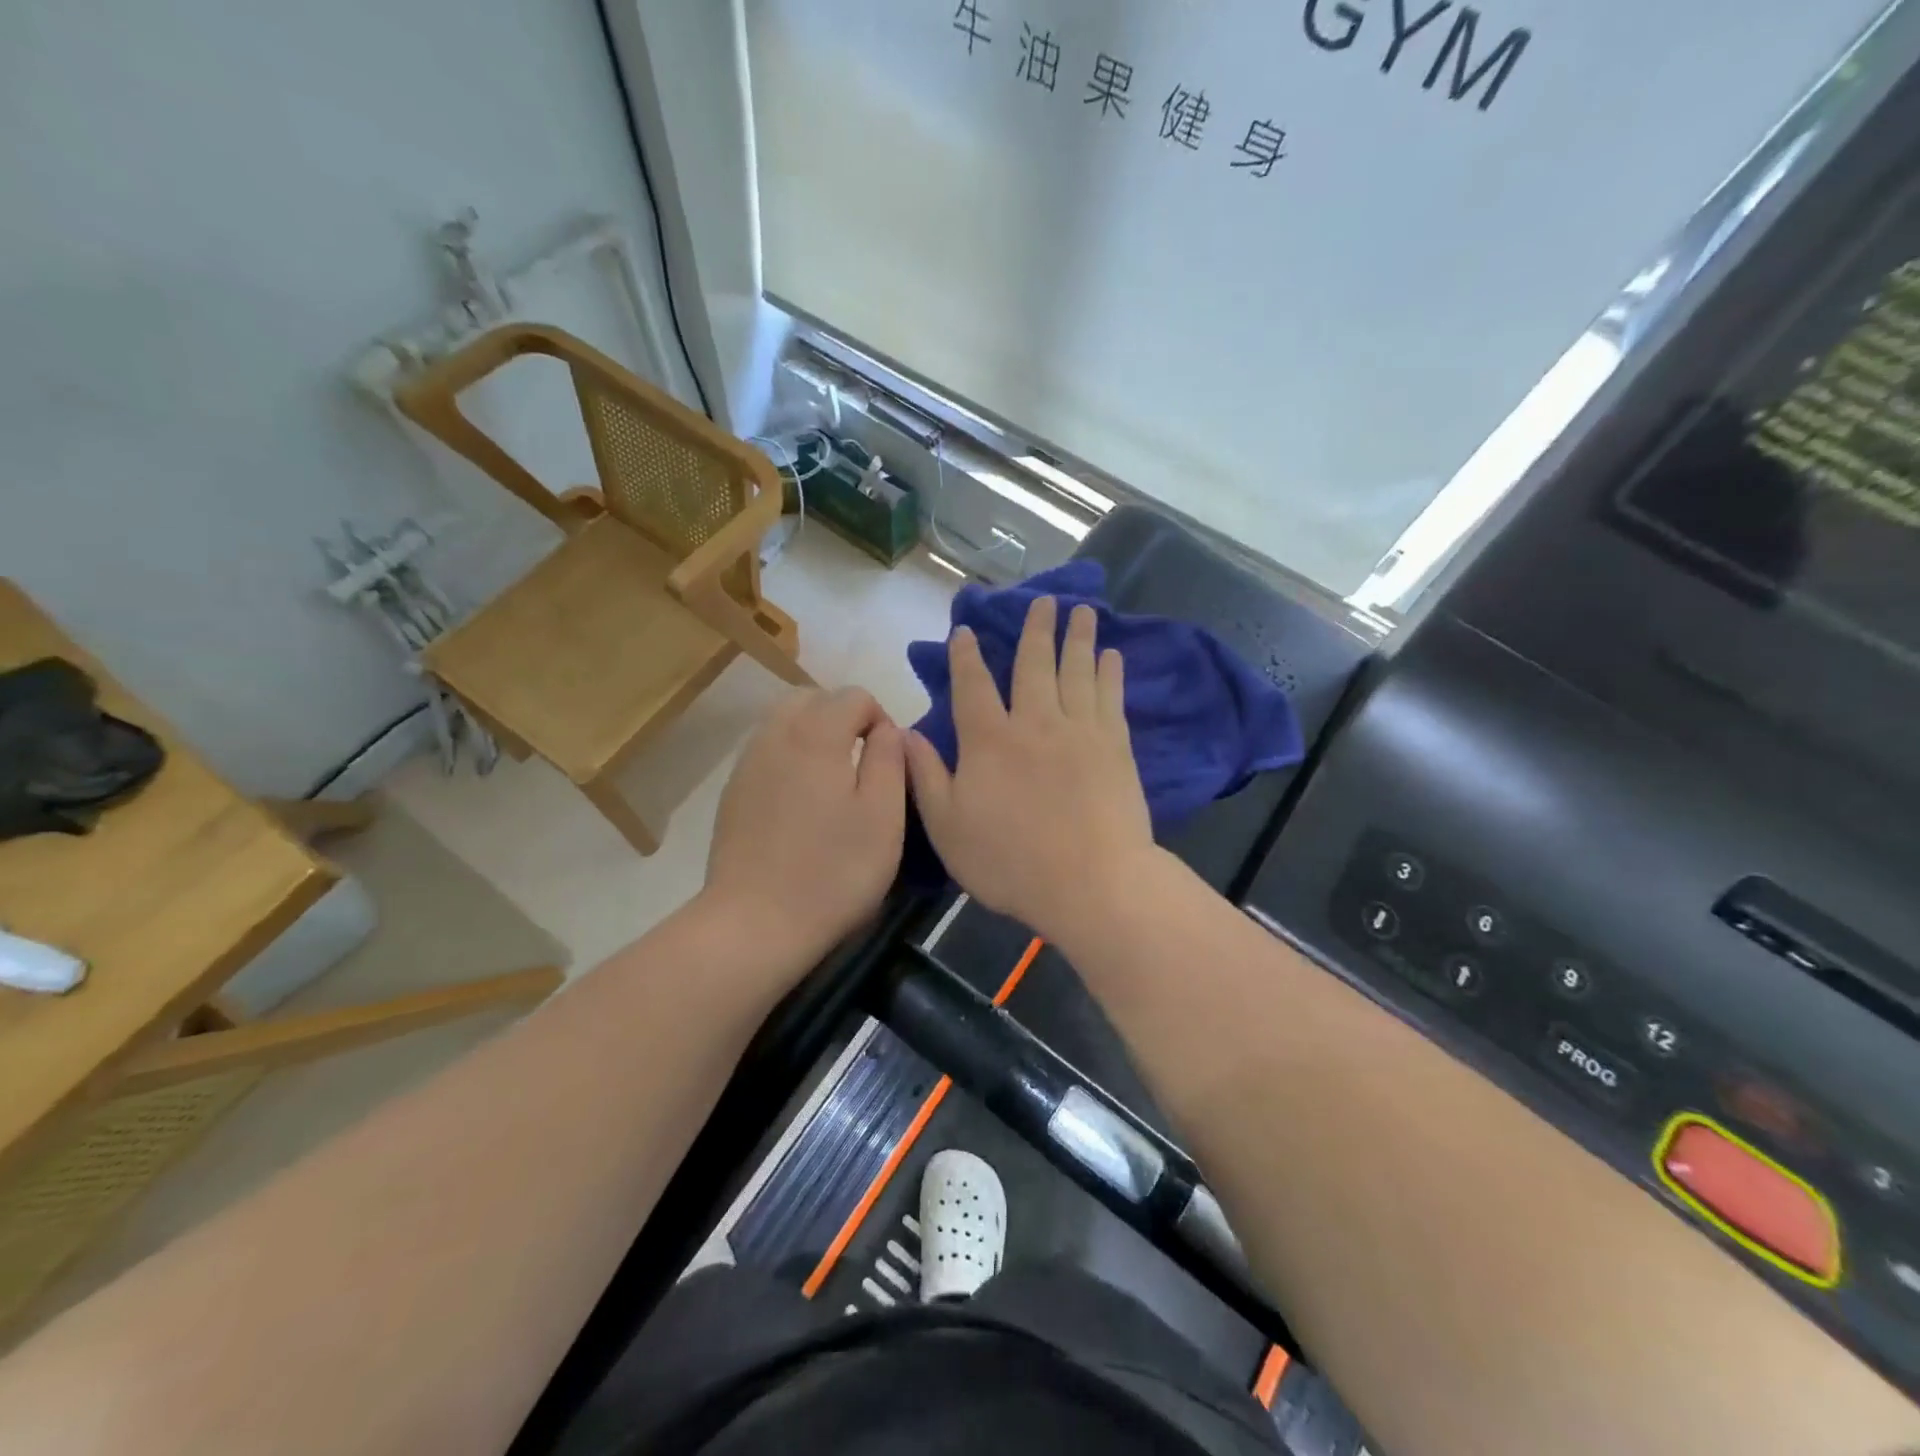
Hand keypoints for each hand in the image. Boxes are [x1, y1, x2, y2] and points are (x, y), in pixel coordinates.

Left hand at [704, 687, 906, 967]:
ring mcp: (747, 763)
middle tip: (862, 763)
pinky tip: (801, 802)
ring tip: (833, 780)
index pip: (854, 695)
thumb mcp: (884, 816)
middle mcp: (775, 735)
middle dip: (843, 717)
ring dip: (814, 734)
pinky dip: (789, 756)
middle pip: (813, 698)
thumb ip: (890, 759)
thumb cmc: (833, 871)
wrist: (755, 922)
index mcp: (816, 735)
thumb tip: (887, 729)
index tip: (888, 762)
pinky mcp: (733, 792)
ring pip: (784, 721)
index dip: (880, 719)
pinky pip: (766, 750)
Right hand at [905, 597, 1156, 949]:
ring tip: (1081, 610)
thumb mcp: (949, 828)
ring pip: (1077, 671)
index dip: (967, 655)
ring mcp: (1080, 730)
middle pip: (1034, 664)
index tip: (967, 630)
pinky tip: (1112, 656)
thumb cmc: (1012, 862)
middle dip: (1035, 628)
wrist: (1092, 884)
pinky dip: (1110, 672)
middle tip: (1044, 599)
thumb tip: (906, 732)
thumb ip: (926, 777)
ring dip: (1077, 638)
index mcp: (989, 741)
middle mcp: (1034, 722)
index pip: (973, 685)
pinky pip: (1111, 697)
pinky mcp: (1116, 746)